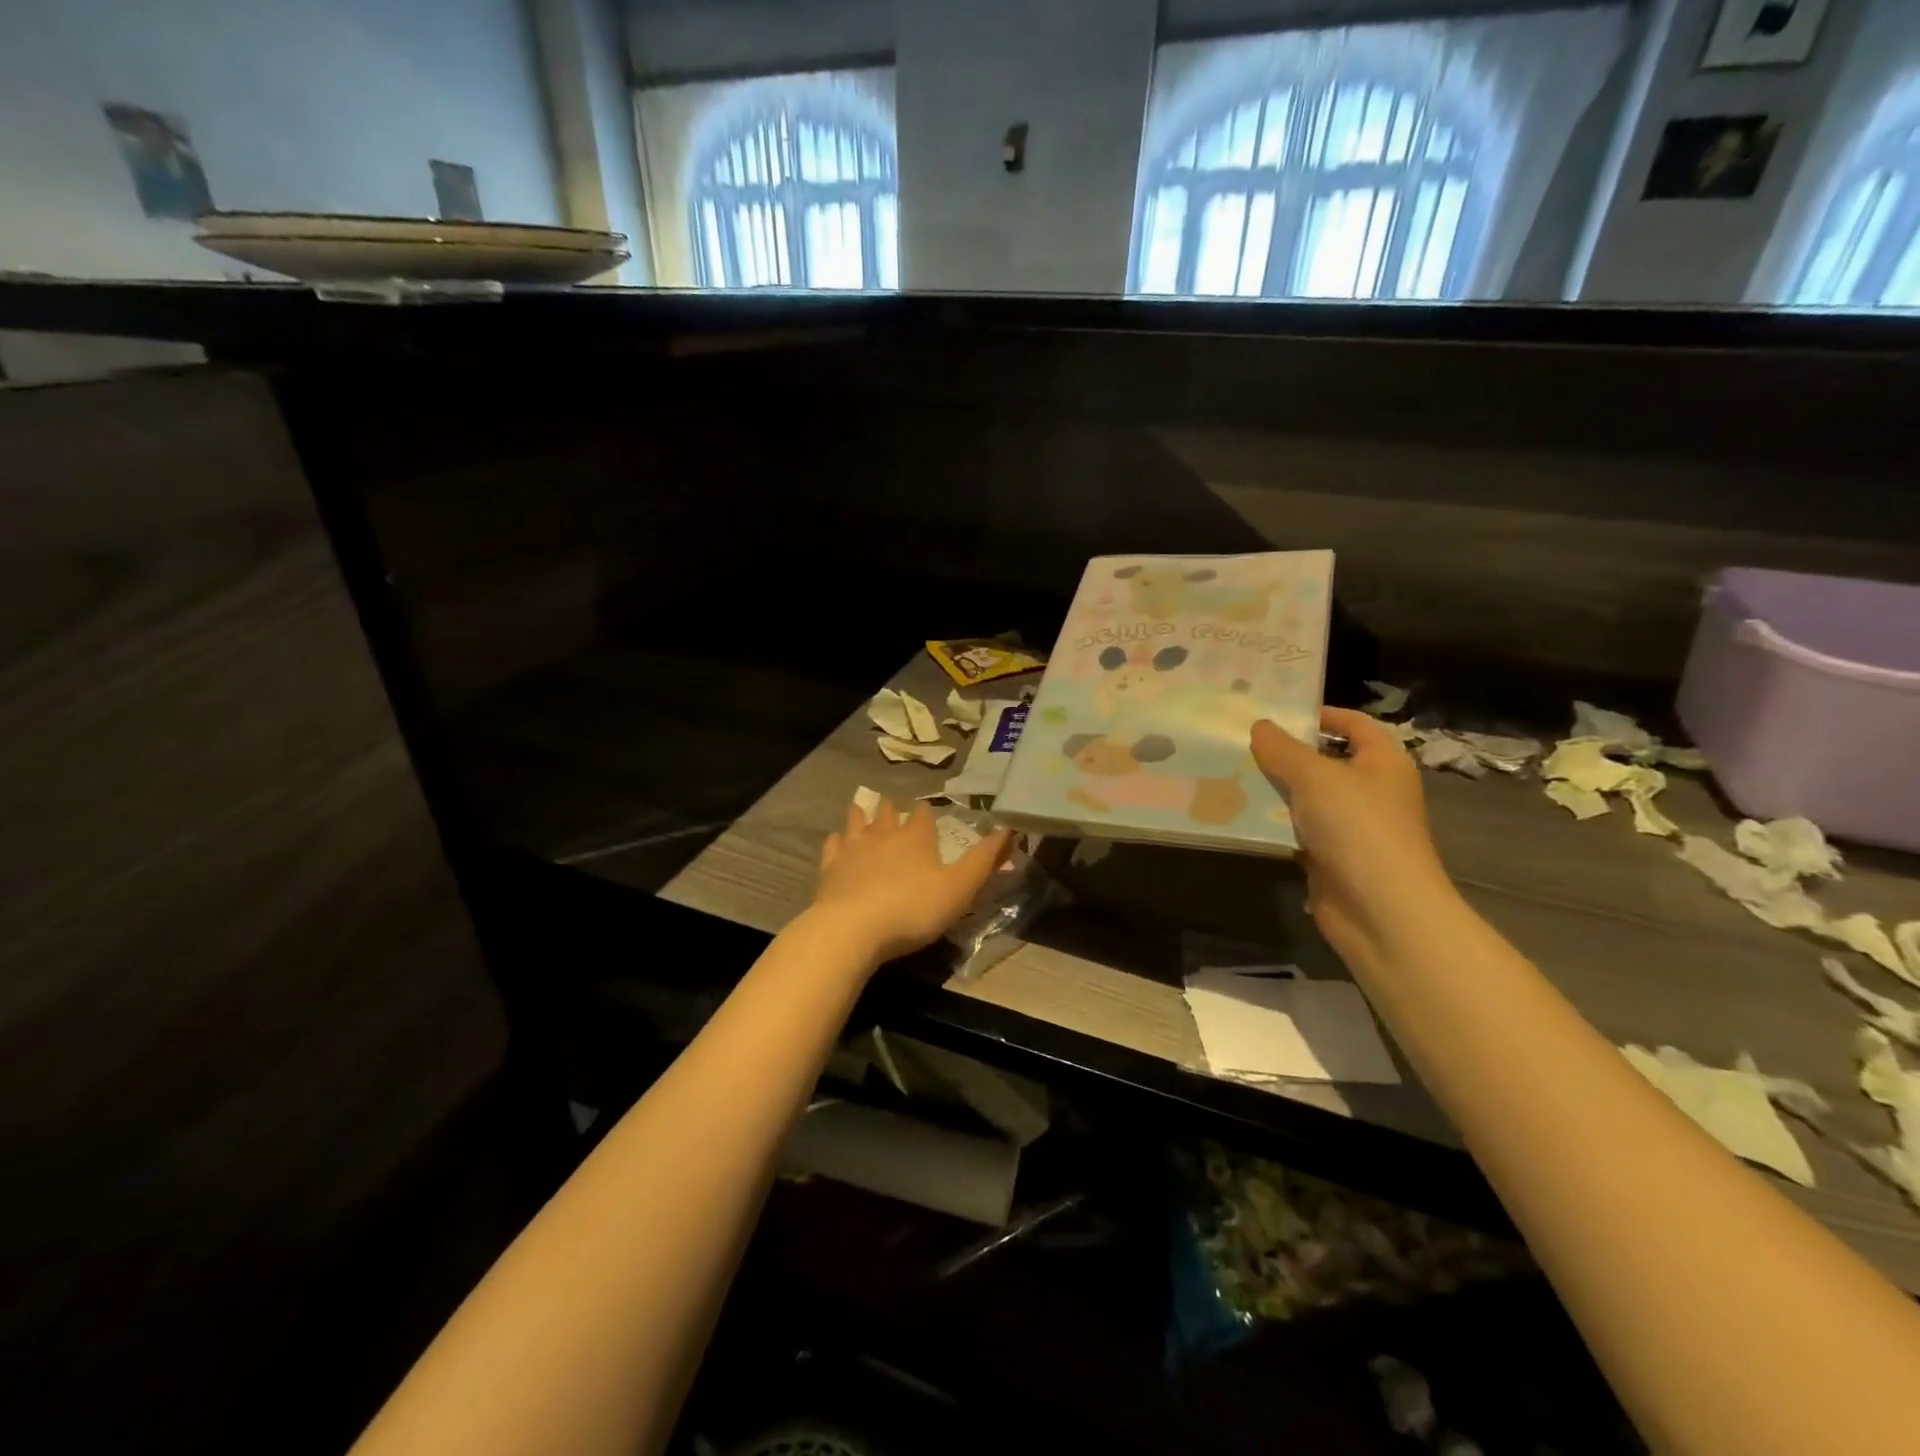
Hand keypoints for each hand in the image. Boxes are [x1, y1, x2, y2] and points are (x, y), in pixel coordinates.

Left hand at [810, 798, 1013, 964]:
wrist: (853, 928)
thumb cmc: (913, 909)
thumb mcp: (960, 888)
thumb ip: (984, 860)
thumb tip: (1009, 829)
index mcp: (916, 837)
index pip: (923, 815)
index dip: (926, 813)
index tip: (927, 811)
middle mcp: (884, 834)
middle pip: (888, 814)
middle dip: (892, 809)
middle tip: (892, 805)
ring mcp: (853, 849)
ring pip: (857, 822)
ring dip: (861, 815)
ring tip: (862, 809)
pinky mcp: (830, 868)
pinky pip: (833, 846)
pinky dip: (837, 841)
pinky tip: (836, 841)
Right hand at [1250, 709, 1463, 975]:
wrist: (1381, 910)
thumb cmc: (1358, 828)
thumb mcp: (1316, 777)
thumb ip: (1284, 749)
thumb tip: (1259, 726)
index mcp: (1382, 762)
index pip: (1354, 724)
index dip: (1321, 715)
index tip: (1278, 712)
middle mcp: (1371, 790)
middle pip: (1325, 760)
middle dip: (1285, 752)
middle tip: (1240, 741)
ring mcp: (1351, 826)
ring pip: (1306, 797)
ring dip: (1274, 789)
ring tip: (1230, 773)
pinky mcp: (1331, 856)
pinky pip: (1297, 829)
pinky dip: (1274, 823)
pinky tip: (1240, 814)